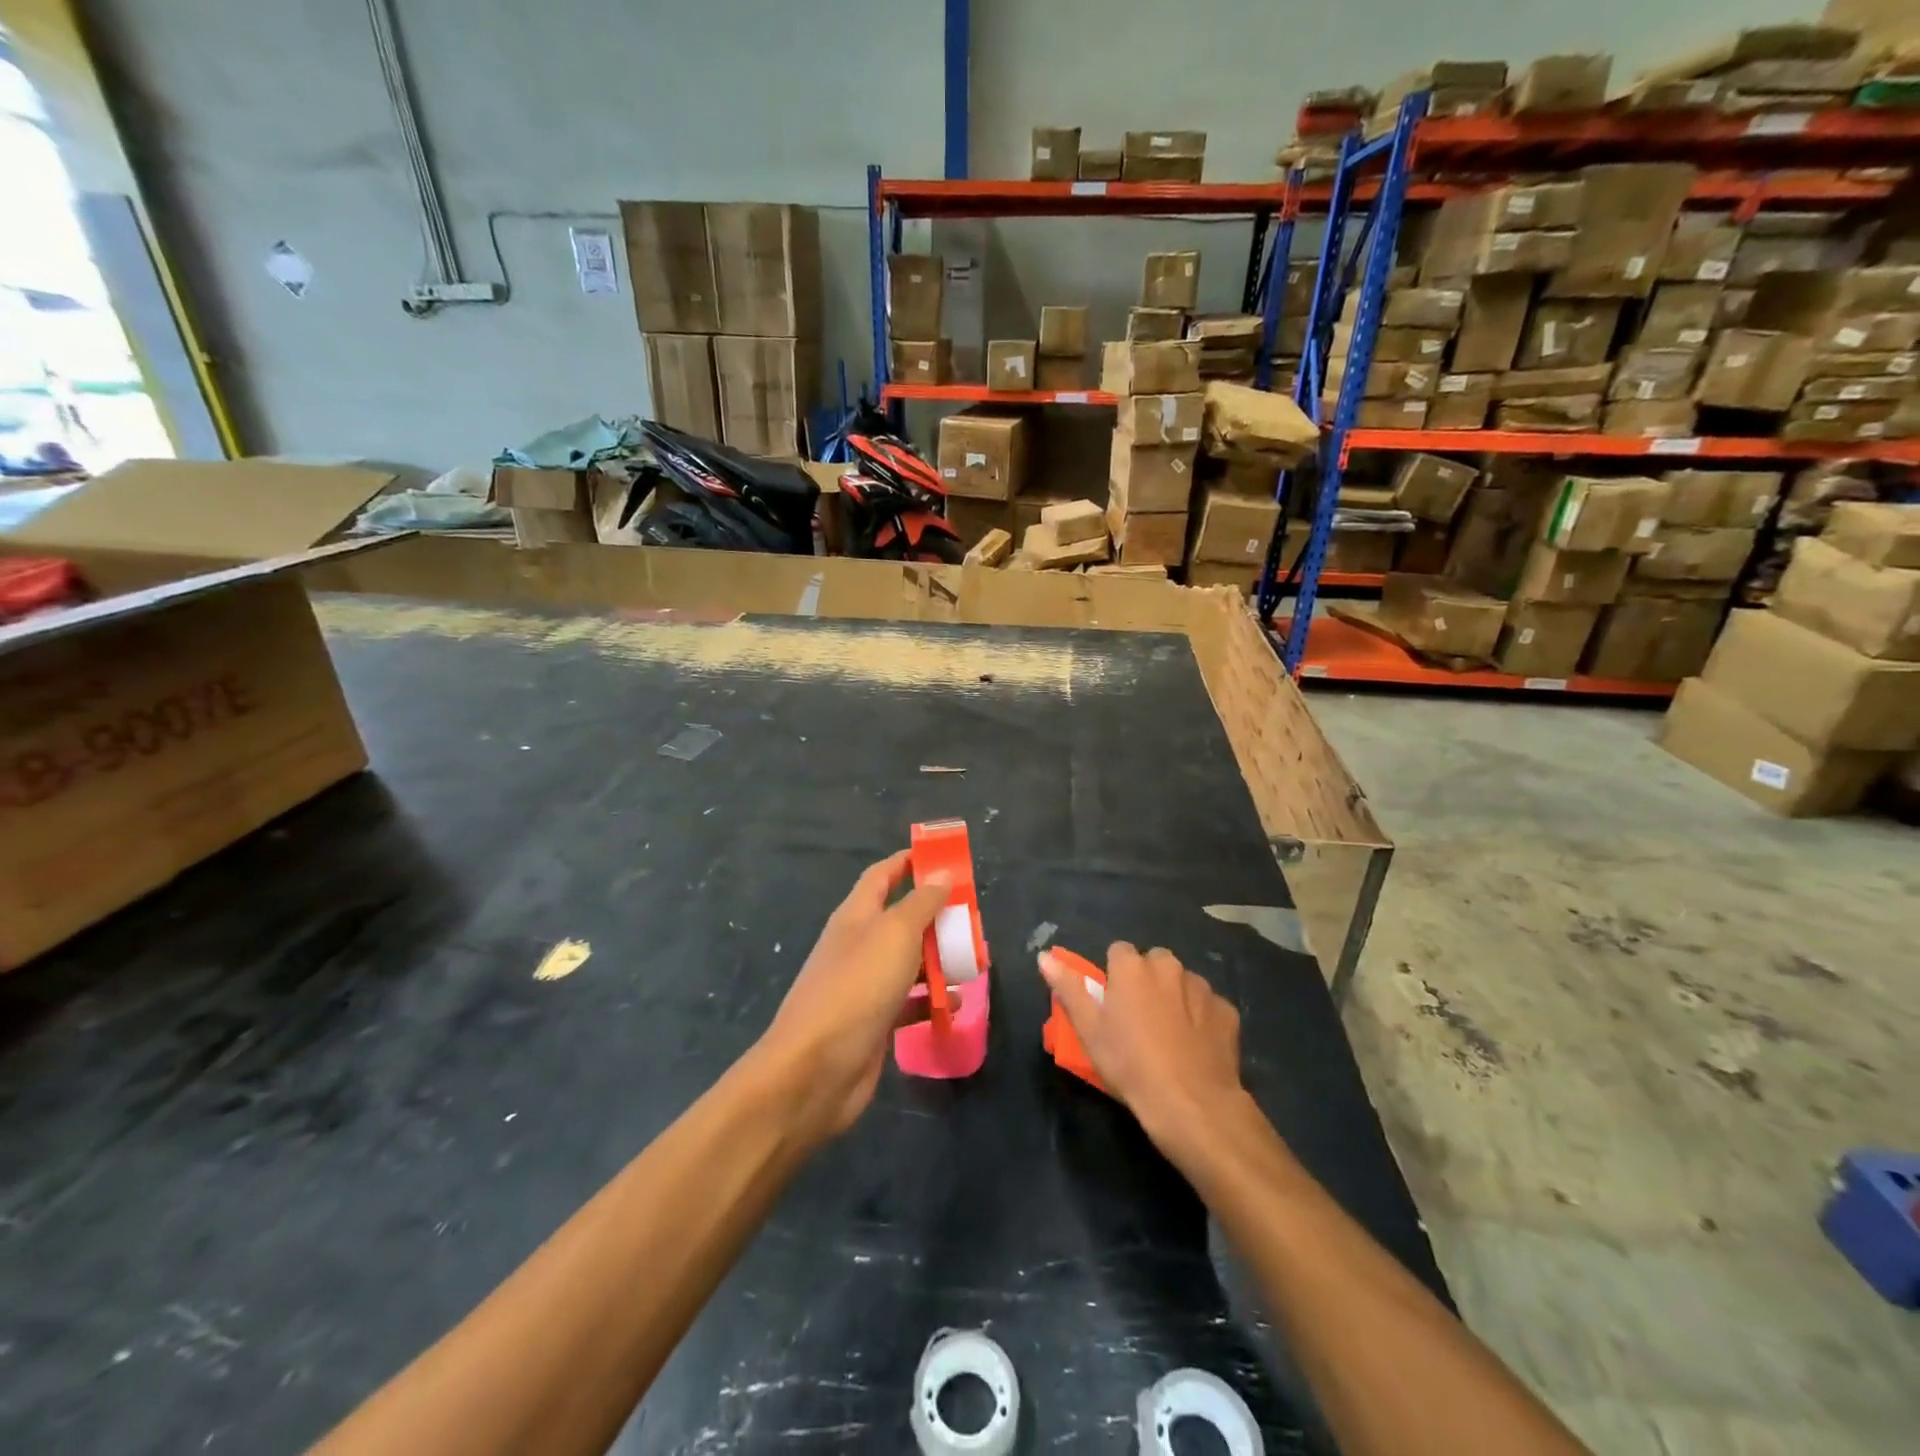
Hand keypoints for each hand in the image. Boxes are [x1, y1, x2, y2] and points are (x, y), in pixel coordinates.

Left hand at [752, 851, 949, 1142]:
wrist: (815, 1070)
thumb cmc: (857, 988)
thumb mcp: (895, 935)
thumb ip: (921, 904)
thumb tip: (942, 875)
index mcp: (856, 916)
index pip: (881, 876)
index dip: (908, 862)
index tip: (942, 856)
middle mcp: (858, 945)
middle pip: (899, 918)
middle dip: (934, 914)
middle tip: (971, 915)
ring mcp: (864, 985)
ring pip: (907, 961)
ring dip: (937, 957)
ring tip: (973, 958)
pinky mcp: (873, 1022)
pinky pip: (908, 1002)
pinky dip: (930, 1000)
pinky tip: (954, 1004)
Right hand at [1039, 942, 1246, 1146]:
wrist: (1191, 1103)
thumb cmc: (1130, 1064)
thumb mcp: (1088, 1029)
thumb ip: (1068, 987)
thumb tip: (1044, 955)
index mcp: (1132, 966)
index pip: (1118, 952)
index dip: (1114, 976)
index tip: (1112, 1004)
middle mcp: (1169, 966)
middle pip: (1153, 963)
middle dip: (1147, 981)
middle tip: (1139, 1020)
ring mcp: (1202, 987)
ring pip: (1183, 983)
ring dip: (1175, 998)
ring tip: (1169, 1036)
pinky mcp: (1227, 1011)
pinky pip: (1208, 1006)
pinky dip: (1201, 1019)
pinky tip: (1195, 1048)